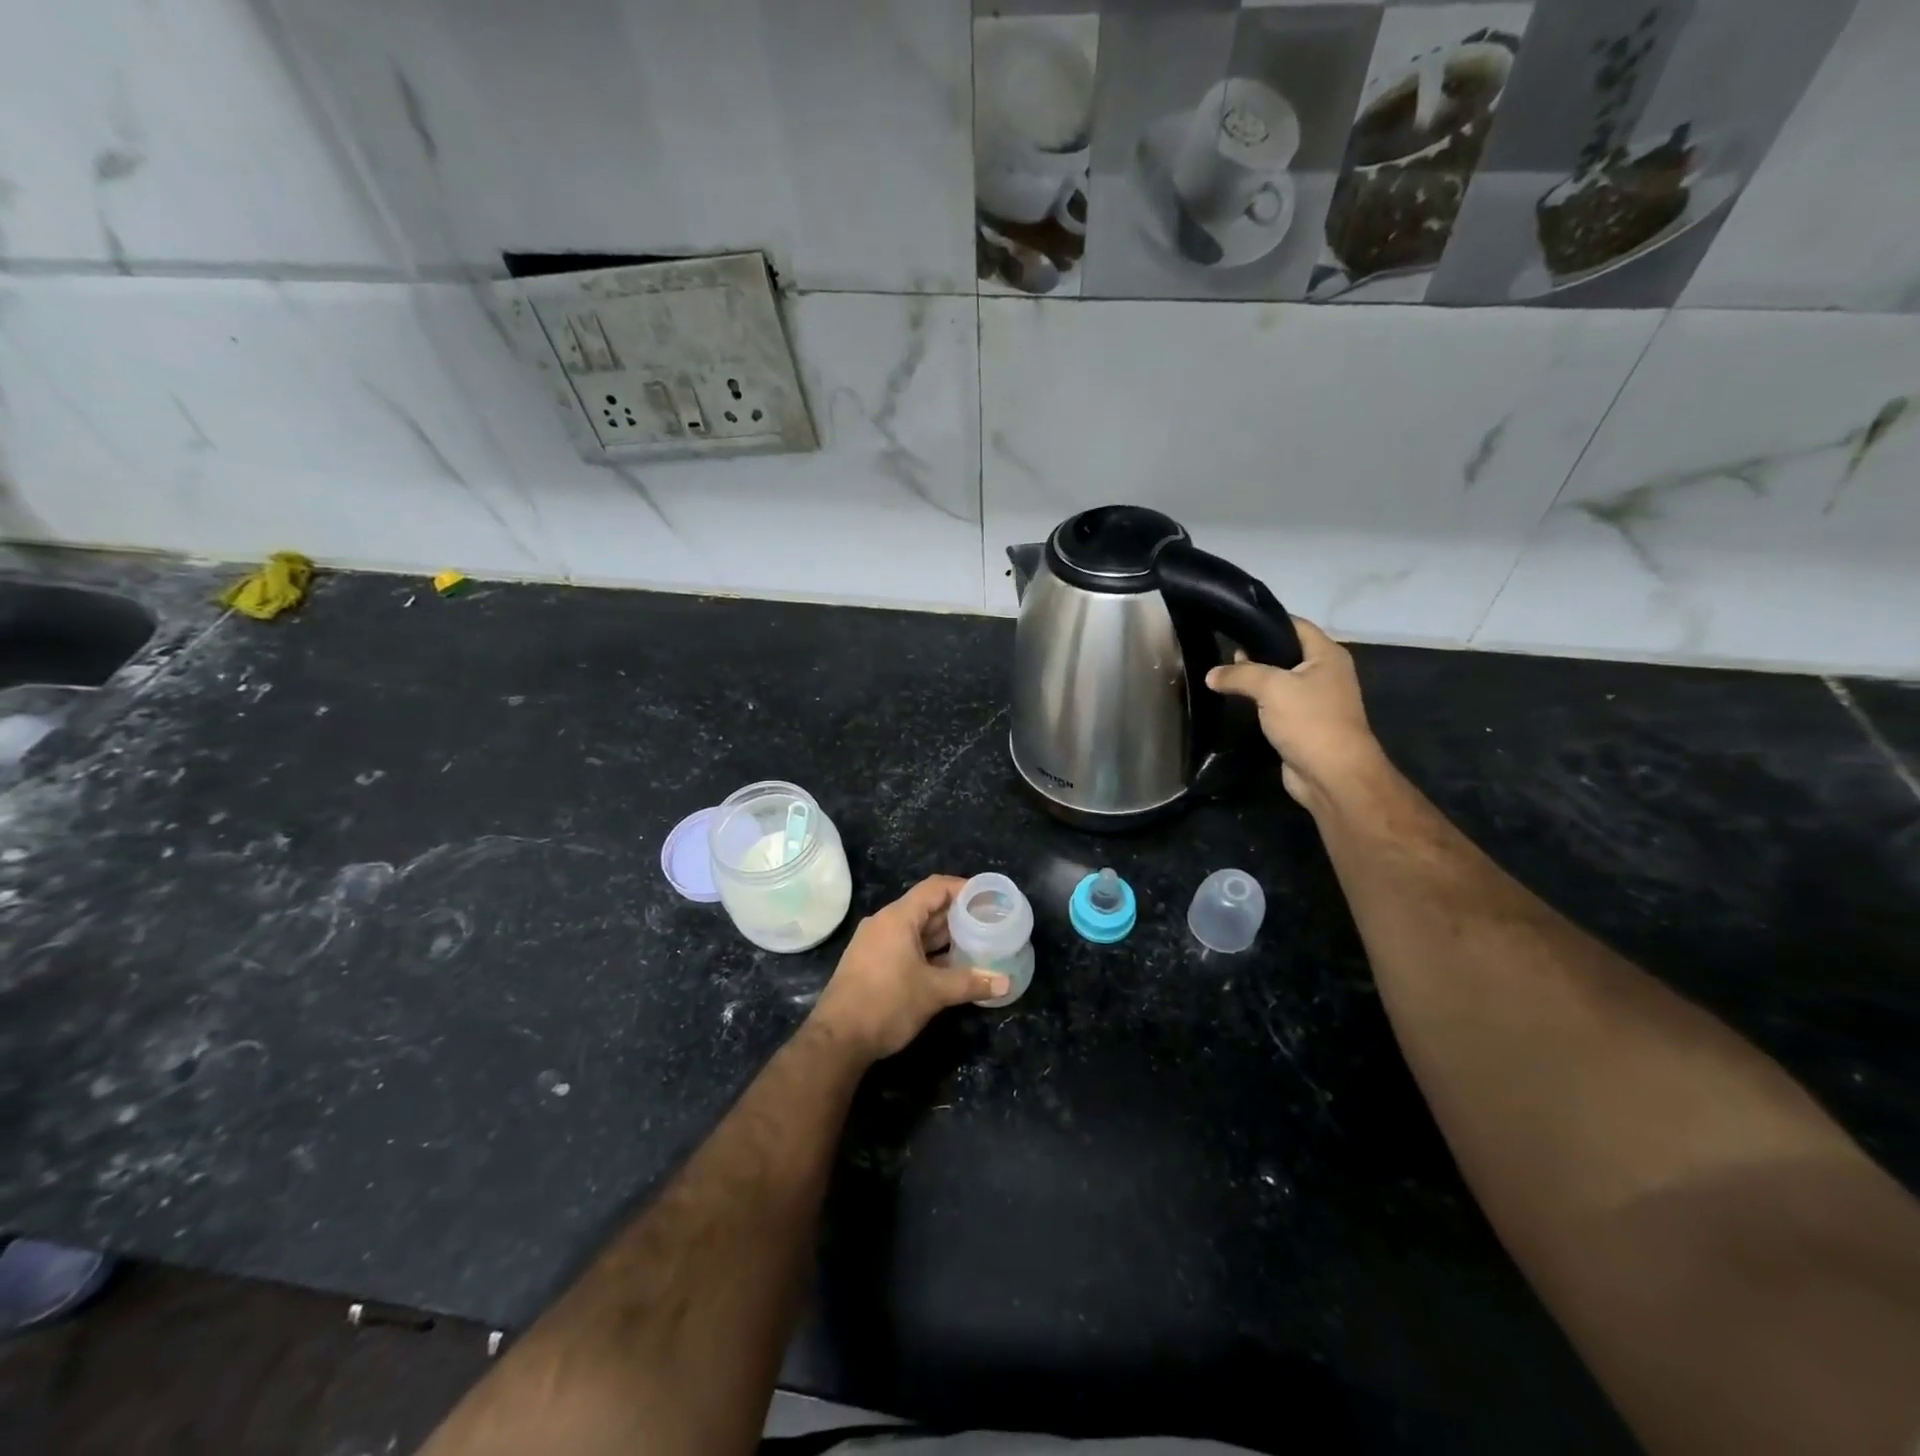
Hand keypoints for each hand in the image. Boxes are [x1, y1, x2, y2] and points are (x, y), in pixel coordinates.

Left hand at [809, 876, 1009, 1061]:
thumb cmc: (887, 1004)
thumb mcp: (933, 992)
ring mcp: (875, 943)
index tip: (988, 897)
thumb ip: (970, 983)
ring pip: (915, 928)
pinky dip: (928, 950)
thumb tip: (1005, 983)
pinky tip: (949, 965)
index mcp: (898, 918)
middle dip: (957, 914)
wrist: (837, 1039)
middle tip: (987, 921)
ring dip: (943, 935)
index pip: (935, 888)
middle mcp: (884, 923)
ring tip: (975, 942)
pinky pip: (905, 945)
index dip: (962, 888)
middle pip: (926, 907)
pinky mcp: (871, 962)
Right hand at [1206, 615, 1384, 810]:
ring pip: (1279, 681)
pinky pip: (1277, 705)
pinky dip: (1258, 704)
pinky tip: (1236, 704)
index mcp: (1327, 655)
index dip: (1266, 622)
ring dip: (1254, 682)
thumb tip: (1211, 674)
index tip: (1233, 625)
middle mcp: (1325, 673)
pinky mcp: (1303, 724)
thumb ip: (1239, 675)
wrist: (1331, 775)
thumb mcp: (1271, 687)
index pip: (1295, 625)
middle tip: (1223, 657)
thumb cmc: (1309, 720)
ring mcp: (1315, 701)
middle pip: (1285, 653)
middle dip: (1255, 654)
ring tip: (1223, 678)